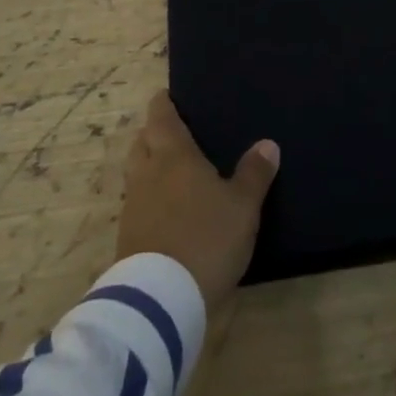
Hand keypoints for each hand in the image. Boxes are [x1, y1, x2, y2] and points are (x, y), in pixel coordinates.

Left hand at [117, 91, 279, 309]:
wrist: (160, 300)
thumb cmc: (206, 238)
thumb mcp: (242, 207)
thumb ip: (254, 174)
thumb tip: (267, 143)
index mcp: (174, 155)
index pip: (161, 117)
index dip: (163, 104)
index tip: (168, 96)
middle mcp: (147, 174)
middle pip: (142, 142)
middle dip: (153, 134)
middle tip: (173, 134)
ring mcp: (133, 207)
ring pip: (136, 174)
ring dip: (149, 168)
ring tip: (172, 174)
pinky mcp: (127, 239)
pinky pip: (136, 206)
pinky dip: (149, 201)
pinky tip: (166, 213)